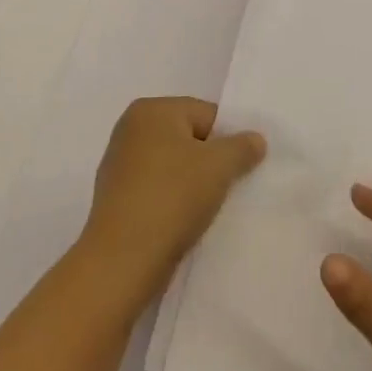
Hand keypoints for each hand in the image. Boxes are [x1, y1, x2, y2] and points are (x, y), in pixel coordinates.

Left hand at [81, 97, 265, 298]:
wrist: (122, 261)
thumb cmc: (172, 197)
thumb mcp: (220, 166)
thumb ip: (243, 146)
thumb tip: (255, 139)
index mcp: (151, 109)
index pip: (206, 114)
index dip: (229, 140)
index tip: (239, 168)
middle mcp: (130, 128)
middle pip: (189, 138)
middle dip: (210, 161)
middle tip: (226, 188)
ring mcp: (119, 164)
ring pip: (173, 165)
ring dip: (192, 182)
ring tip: (205, 208)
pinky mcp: (115, 197)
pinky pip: (157, 188)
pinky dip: (172, 200)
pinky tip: (183, 221)